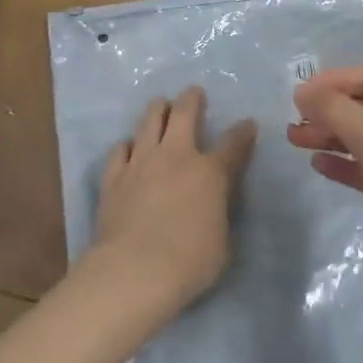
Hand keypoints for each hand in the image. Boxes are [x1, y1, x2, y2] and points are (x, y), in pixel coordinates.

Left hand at [89, 86, 257, 321]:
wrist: (135, 269)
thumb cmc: (190, 261)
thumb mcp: (222, 239)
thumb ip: (219, 212)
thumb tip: (215, 204)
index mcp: (210, 172)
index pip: (233, 144)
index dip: (243, 132)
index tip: (248, 124)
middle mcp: (176, 156)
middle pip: (184, 114)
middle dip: (192, 99)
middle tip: (194, 93)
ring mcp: (141, 162)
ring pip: (149, 121)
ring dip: (157, 109)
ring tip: (160, 104)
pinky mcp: (114, 177)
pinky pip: (120, 149)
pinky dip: (128, 144)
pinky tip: (129, 145)